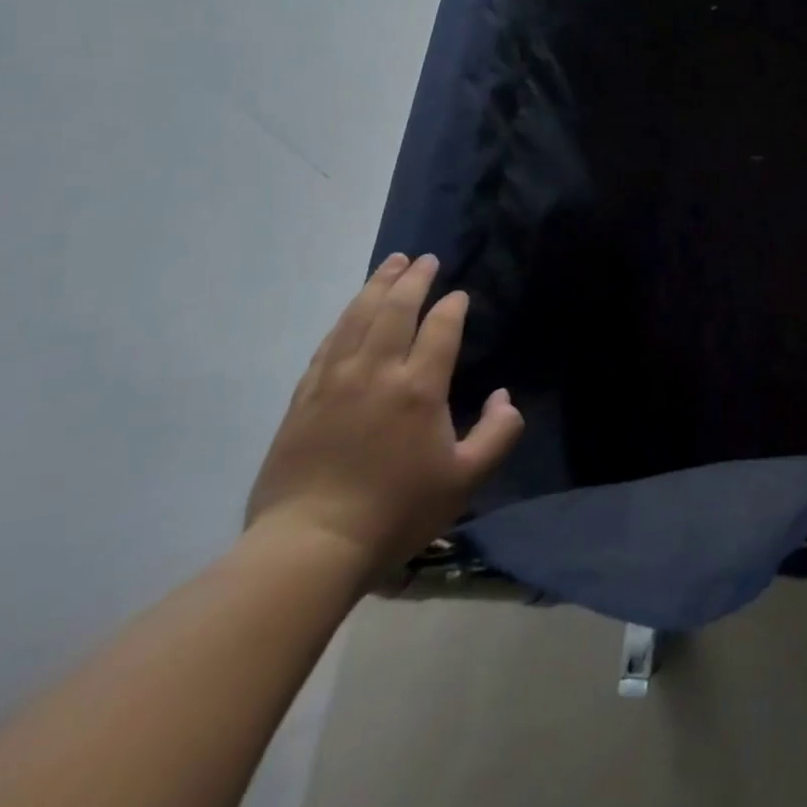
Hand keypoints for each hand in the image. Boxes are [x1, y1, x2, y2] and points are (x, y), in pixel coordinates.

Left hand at [244, 254, 523, 588]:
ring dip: (376, 286)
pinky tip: (352, 311)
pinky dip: (344, 319)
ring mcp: (333, 382)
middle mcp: (376, 372)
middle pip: (395, 310)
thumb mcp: (467, 478)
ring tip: (391, 264)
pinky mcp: (303, 400)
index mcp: (419, 387)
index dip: (453, 306)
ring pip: (357, 318)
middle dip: (413, 279)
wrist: (308, 547)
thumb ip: (499, 432)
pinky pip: (327, 344)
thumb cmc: (396, 511)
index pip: (440, 328)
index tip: (460, 295)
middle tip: (425, 259)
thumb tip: (503, 396)